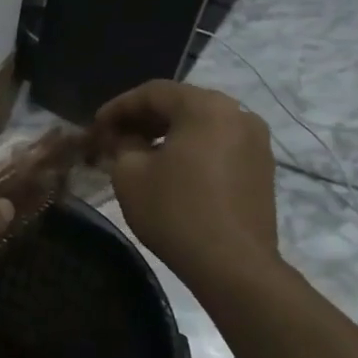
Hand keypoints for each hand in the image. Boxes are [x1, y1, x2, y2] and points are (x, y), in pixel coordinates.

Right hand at [91, 80, 278, 278]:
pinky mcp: (261, 168)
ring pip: (201, 124)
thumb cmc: (175, 212)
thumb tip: (124, 139)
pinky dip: (191, 148)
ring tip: (139, 153)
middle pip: (180, 104)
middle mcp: (237, 114)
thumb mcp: (130, 174)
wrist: (234, 265)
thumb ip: (121, 145)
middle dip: (143, 119)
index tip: (96, 126)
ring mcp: (255, 141)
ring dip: (167, 133)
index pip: (153, 92)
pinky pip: (218, 144)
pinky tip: (170, 169)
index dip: (119, 107)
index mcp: (206, 107)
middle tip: (114, 138)